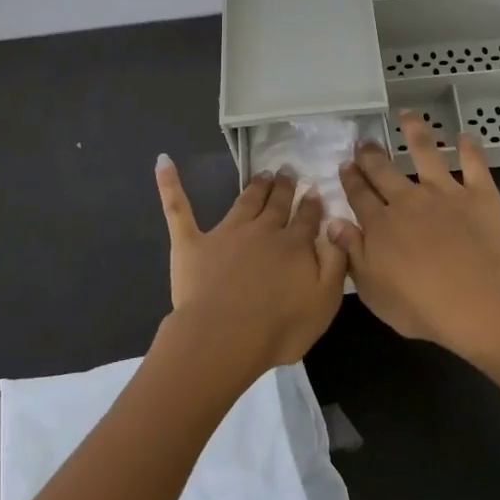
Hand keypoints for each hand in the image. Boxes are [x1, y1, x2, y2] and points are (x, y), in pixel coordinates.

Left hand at [155, 156, 347, 376]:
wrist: (225, 337)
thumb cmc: (278, 328)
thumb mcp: (325, 302)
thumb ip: (334, 263)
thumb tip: (336, 229)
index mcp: (294, 246)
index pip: (307, 219)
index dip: (312, 204)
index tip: (315, 190)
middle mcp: (263, 231)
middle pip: (277, 204)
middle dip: (284, 187)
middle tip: (287, 171)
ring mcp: (226, 233)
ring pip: (244, 201)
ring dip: (255, 186)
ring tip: (262, 174)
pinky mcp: (192, 243)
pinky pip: (179, 208)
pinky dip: (170, 184)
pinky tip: (163, 162)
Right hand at [333, 110, 499, 352]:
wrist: (473, 299)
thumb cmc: (419, 305)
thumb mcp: (372, 290)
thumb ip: (352, 253)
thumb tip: (333, 223)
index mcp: (380, 224)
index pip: (359, 195)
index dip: (351, 179)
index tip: (345, 165)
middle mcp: (407, 200)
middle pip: (384, 171)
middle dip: (371, 155)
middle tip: (363, 142)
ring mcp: (443, 193)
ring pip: (426, 153)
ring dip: (415, 132)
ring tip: (408, 115)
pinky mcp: (478, 195)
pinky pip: (474, 165)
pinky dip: (470, 149)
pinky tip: (466, 135)